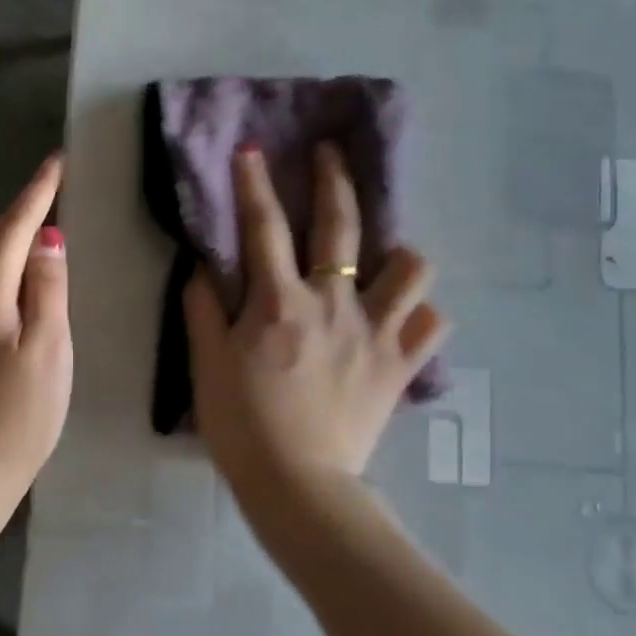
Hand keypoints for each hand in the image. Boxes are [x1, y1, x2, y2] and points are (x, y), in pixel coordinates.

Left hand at [0, 154, 72, 502]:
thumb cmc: (23, 413)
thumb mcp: (50, 349)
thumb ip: (48, 289)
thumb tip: (48, 238)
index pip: (15, 229)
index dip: (37, 192)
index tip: (56, 161)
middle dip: (18, 211)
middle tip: (49, 192)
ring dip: (3, 240)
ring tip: (32, 230)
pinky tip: (3, 281)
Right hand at [184, 143, 446, 495]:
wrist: (298, 485)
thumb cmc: (242, 424)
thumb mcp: (207, 365)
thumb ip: (203, 310)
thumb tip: (203, 267)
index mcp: (280, 302)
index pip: (264, 228)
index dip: (254, 184)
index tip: (252, 150)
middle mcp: (333, 304)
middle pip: (342, 226)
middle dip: (333, 179)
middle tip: (330, 153)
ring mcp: (375, 332)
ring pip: (412, 268)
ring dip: (400, 253)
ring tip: (387, 257)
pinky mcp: (400, 365)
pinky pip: (431, 325)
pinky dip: (421, 315)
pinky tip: (405, 318)